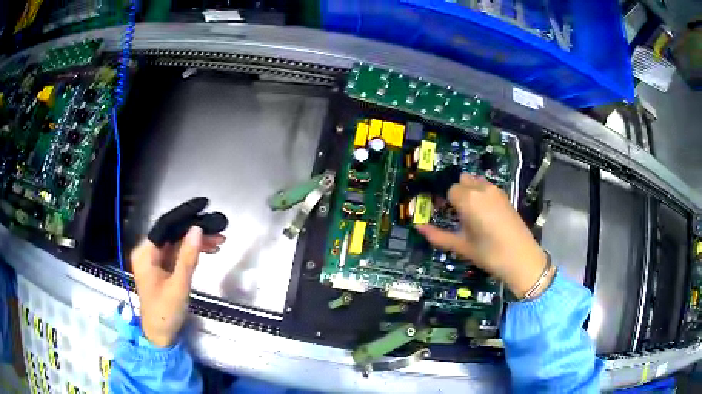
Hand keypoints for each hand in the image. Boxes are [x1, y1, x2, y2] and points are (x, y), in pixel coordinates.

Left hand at [131, 197, 226, 347]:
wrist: (160, 336)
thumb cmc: (165, 312)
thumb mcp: (178, 285)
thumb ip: (187, 257)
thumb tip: (197, 230)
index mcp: (145, 253)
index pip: (165, 226)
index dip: (185, 215)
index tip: (204, 207)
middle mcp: (148, 252)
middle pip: (172, 234)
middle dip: (195, 231)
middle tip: (219, 230)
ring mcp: (155, 261)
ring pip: (177, 244)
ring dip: (197, 242)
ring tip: (220, 242)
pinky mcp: (162, 269)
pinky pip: (178, 254)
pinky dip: (192, 253)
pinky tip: (208, 251)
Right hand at [416, 174, 549, 297]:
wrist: (522, 258)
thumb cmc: (489, 254)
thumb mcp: (461, 246)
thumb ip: (438, 236)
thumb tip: (417, 228)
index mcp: (468, 199)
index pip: (449, 190)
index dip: (444, 201)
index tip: (444, 213)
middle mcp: (481, 188)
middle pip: (462, 181)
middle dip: (456, 193)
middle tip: (456, 214)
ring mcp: (496, 190)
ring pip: (475, 182)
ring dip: (469, 191)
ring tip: (471, 214)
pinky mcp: (505, 196)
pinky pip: (487, 187)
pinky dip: (481, 194)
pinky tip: (484, 214)